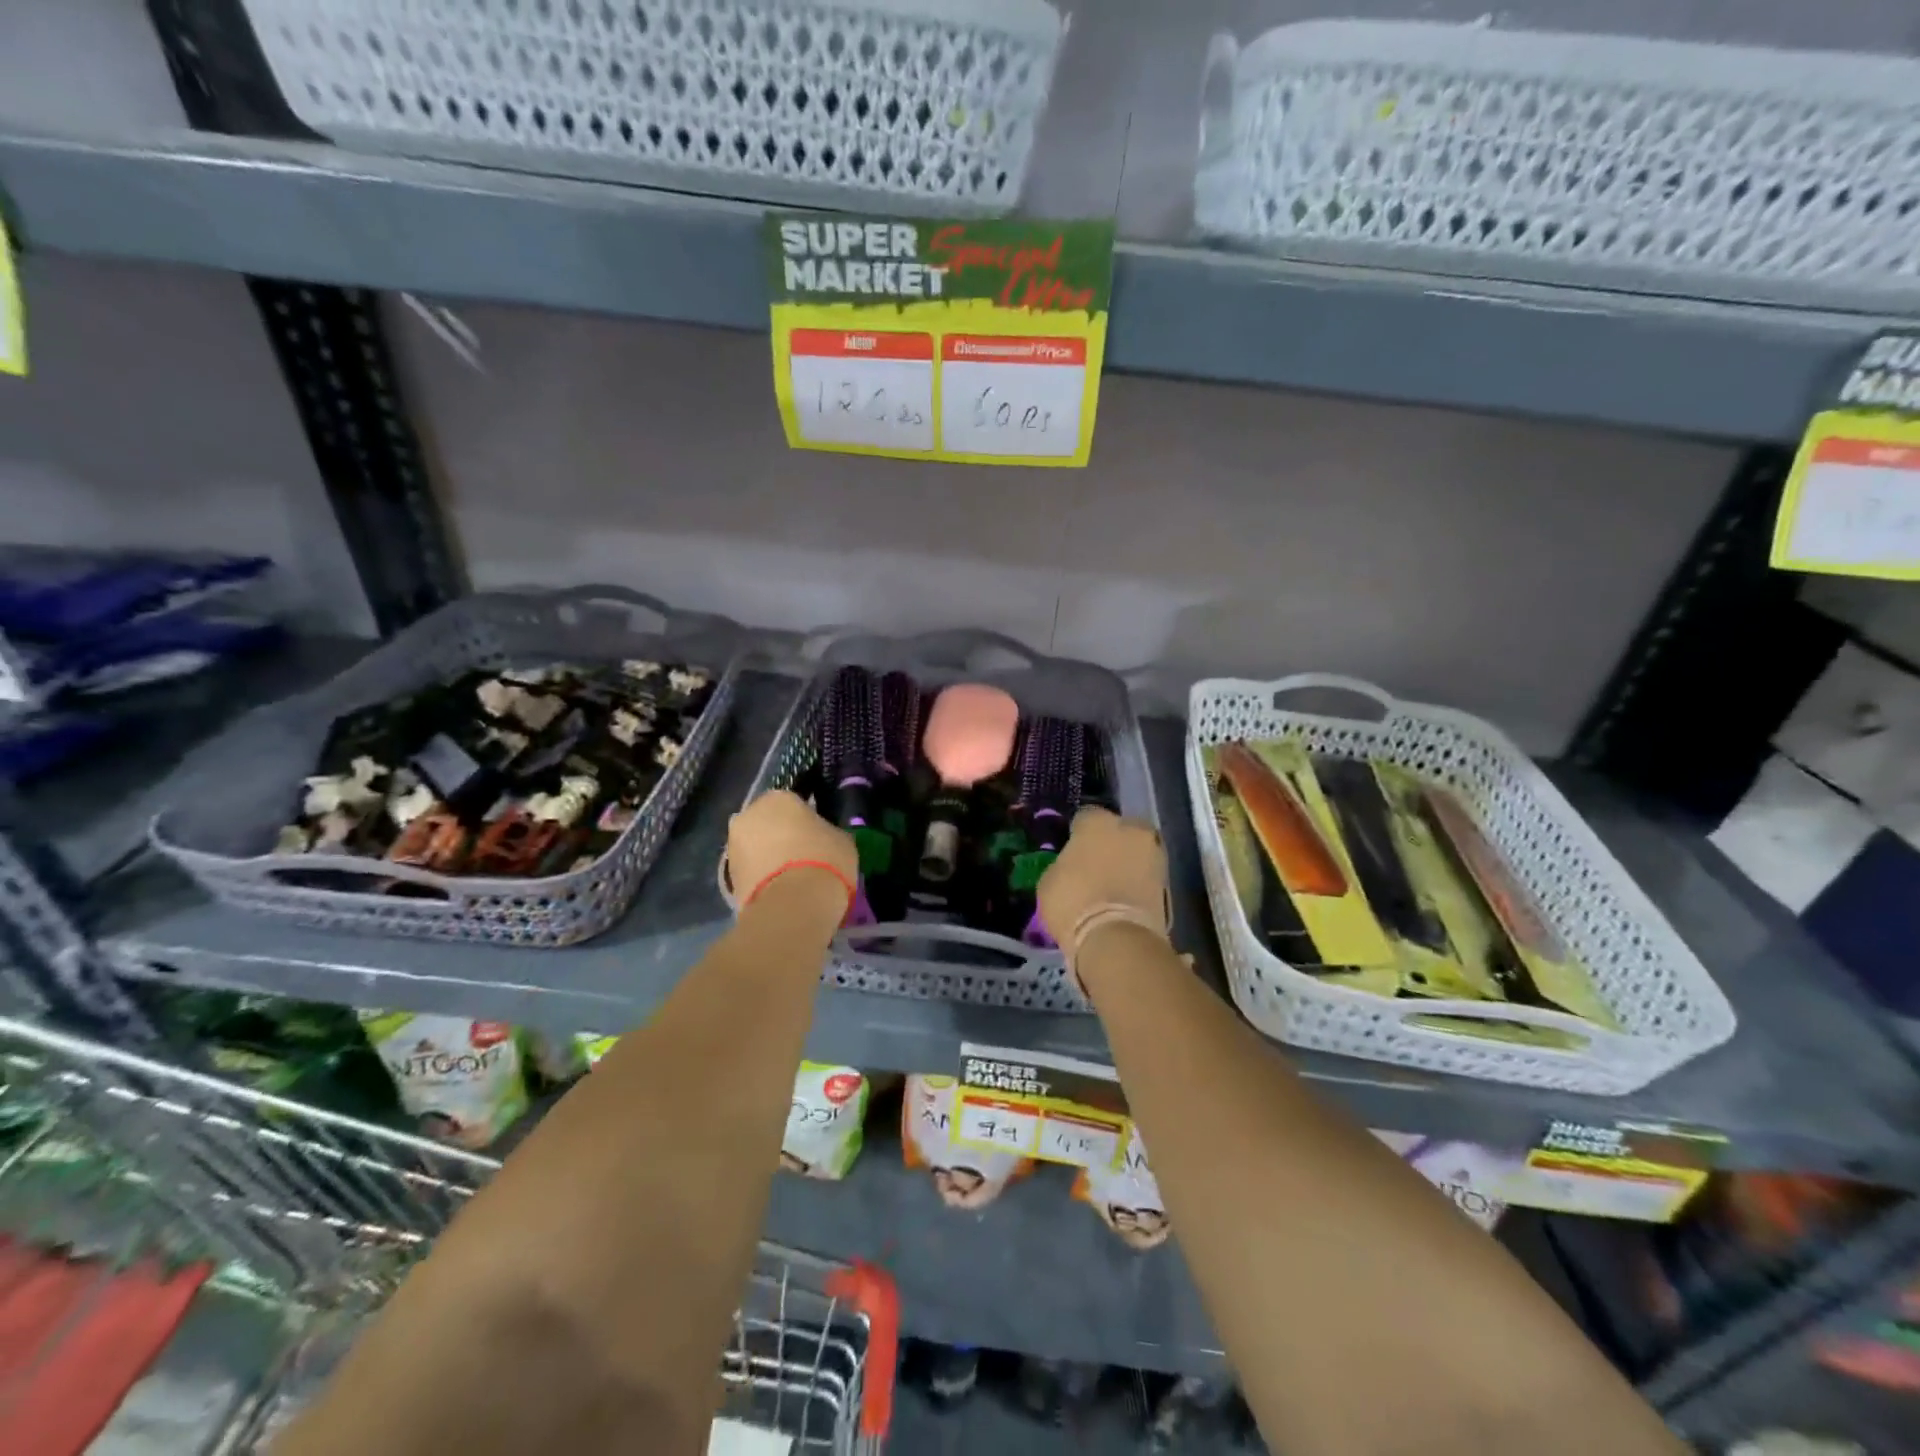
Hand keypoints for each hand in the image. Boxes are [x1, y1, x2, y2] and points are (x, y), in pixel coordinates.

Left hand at [725, 789, 858, 913]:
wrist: (793, 906)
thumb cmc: (824, 860)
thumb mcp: (841, 840)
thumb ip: (826, 833)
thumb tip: (822, 839)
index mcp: (778, 798)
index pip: (792, 803)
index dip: (805, 821)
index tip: (817, 837)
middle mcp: (748, 815)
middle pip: (767, 824)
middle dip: (781, 838)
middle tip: (803, 858)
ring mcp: (733, 847)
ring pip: (755, 849)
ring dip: (768, 859)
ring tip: (792, 881)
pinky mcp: (728, 879)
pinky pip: (750, 873)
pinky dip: (761, 880)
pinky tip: (781, 894)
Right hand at [1036, 808, 1170, 973]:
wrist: (1118, 940)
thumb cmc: (1073, 903)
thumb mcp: (1049, 882)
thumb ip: (1064, 865)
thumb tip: (1071, 867)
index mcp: (1097, 822)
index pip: (1085, 818)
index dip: (1078, 835)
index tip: (1072, 852)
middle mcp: (1131, 829)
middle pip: (1119, 830)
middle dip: (1110, 844)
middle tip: (1096, 868)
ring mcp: (1154, 854)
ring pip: (1137, 852)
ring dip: (1128, 864)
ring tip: (1112, 888)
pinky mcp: (1169, 883)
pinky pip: (1146, 876)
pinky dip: (1138, 884)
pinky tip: (1125, 901)